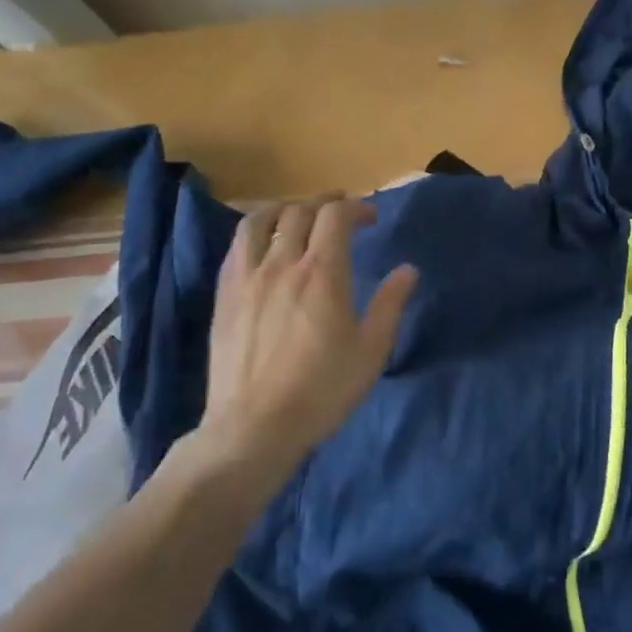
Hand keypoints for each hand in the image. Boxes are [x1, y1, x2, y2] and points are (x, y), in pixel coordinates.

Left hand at [195, 194, 417, 473]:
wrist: (254, 427)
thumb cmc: (322, 390)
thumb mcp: (371, 350)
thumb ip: (390, 304)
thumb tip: (408, 270)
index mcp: (323, 273)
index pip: (336, 216)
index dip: (355, 207)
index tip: (370, 218)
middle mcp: (282, 264)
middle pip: (299, 212)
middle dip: (323, 203)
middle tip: (339, 212)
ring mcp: (247, 278)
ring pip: (258, 221)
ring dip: (282, 208)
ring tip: (295, 214)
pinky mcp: (224, 296)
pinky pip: (235, 247)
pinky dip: (254, 233)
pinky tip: (262, 245)